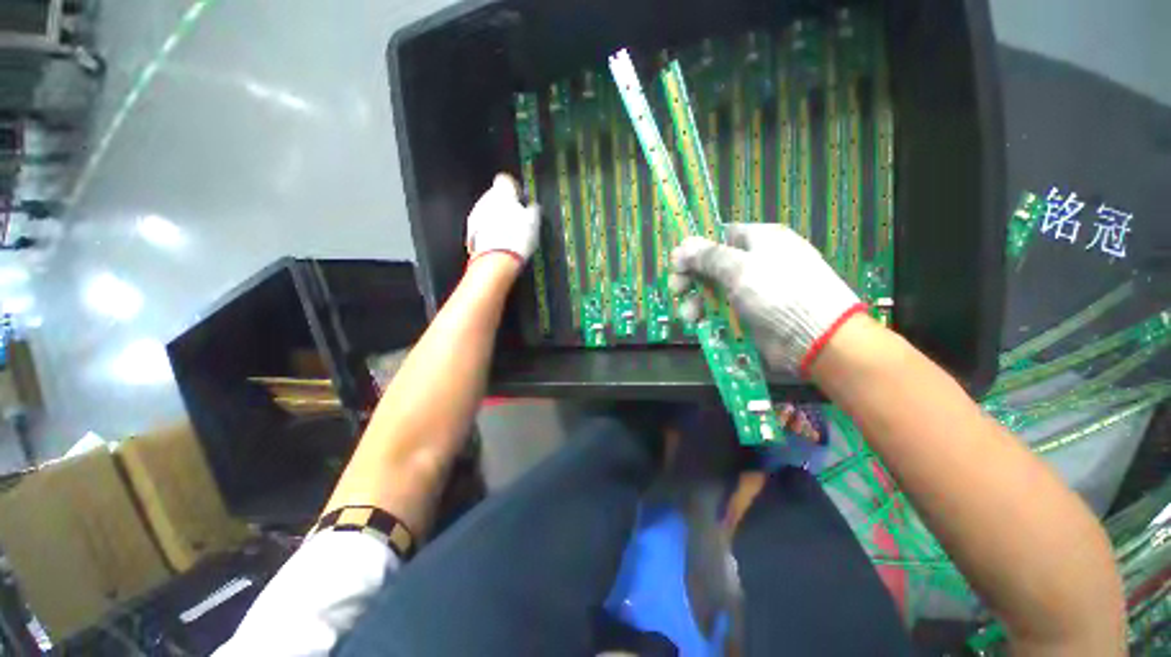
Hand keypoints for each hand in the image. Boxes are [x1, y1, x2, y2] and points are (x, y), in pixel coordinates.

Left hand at [465, 173, 540, 263]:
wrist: (497, 260)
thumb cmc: (518, 237)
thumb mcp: (534, 222)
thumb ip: (534, 210)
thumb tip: (534, 207)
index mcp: (502, 192)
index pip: (505, 180)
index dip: (514, 188)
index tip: (521, 199)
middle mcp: (486, 199)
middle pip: (495, 196)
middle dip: (505, 206)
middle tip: (518, 220)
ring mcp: (476, 215)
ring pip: (488, 211)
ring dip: (497, 219)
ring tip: (510, 235)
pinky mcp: (471, 232)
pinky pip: (482, 227)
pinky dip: (490, 232)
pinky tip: (500, 243)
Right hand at [671, 223, 867, 375]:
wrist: (816, 338)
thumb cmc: (778, 292)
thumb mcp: (740, 268)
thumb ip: (707, 256)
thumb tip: (681, 248)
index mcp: (760, 240)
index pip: (720, 236)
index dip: (696, 249)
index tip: (676, 263)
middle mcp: (756, 262)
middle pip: (713, 265)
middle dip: (691, 277)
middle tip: (676, 289)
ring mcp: (753, 290)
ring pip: (714, 290)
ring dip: (696, 301)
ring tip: (688, 315)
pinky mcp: (751, 314)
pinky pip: (722, 310)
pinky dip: (708, 316)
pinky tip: (699, 324)